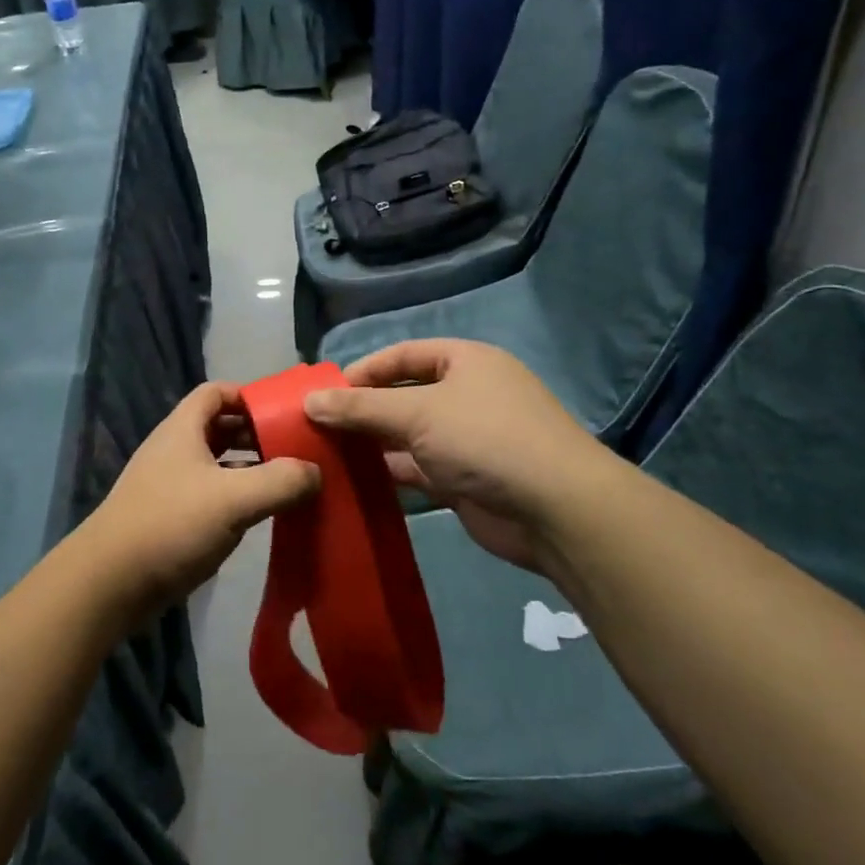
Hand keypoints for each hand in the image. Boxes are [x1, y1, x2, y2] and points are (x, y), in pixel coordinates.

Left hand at [77, 383, 319, 618]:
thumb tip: (316, 471)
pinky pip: (211, 494)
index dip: (250, 395)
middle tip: (298, 448)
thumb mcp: (233, 499)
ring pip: (217, 463)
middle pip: (219, 427)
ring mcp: (170, 484)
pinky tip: (262, 514)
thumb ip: (280, 481)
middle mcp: (174, 450)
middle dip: (257, 433)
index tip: (287, 412)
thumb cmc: (171, 525)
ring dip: (250, 467)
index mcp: (182, 430)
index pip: (216, 392)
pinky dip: (237, 496)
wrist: (111, 583)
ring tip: (290, 480)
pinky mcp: (171, 517)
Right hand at [303, 339, 611, 572]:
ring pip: (408, 435)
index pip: (404, 354)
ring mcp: (468, 439)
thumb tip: (309, 400)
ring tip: (327, 453)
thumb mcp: (416, 413)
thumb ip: (360, 407)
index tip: (326, 392)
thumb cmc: (486, 438)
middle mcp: (467, 395)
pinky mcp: (465, 479)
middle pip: (404, 395)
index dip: (364, 369)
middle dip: (364, 410)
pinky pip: (418, 469)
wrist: (556, 509)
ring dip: (374, 443)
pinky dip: (390, 473)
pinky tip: (355, 481)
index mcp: (465, 362)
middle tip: (319, 426)